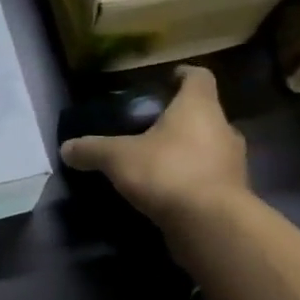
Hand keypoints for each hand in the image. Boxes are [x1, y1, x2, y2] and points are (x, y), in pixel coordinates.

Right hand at [59, 65, 249, 228]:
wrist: (211, 224)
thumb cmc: (167, 172)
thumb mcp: (118, 158)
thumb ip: (92, 150)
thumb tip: (66, 148)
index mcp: (199, 108)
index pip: (198, 78)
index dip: (183, 75)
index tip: (169, 79)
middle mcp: (223, 129)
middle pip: (204, 114)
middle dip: (180, 120)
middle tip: (152, 128)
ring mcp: (233, 163)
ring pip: (209, 148)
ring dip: (187, 152)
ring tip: (157, 162)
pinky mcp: (233, 194)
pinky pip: (209, 178)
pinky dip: (191, 180)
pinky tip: (167, 192)